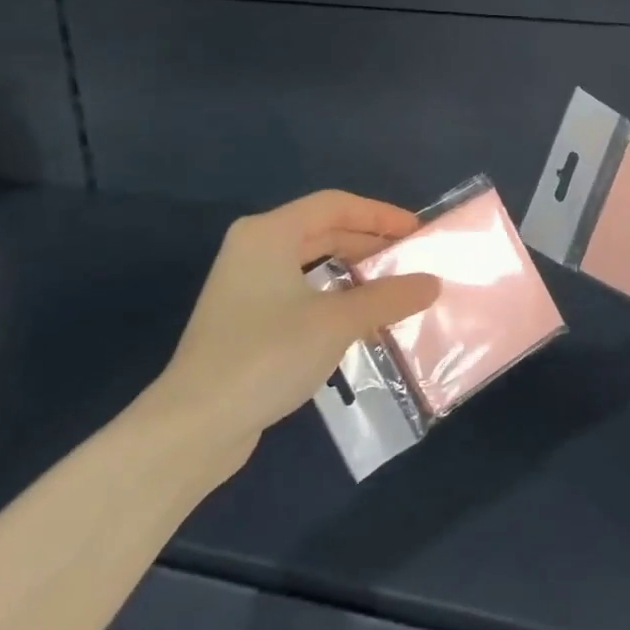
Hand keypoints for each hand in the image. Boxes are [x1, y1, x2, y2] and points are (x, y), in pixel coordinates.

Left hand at [133, 191, 440, 470]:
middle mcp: (254, 250)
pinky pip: (301, 293)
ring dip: (354, 273)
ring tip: (394, 288)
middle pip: (322, 231)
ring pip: (312, 264)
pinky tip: (361, 320)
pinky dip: (334, 297)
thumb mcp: (338, 321)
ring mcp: (246, 287)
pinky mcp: (246, 321)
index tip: (418, 231)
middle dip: (369, 243)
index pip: (335, 205)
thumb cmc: (268, 355)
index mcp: (268, 234)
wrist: (196, 425)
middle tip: (411, 259)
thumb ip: (389, 297)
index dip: (380, 214)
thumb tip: (433, 282)